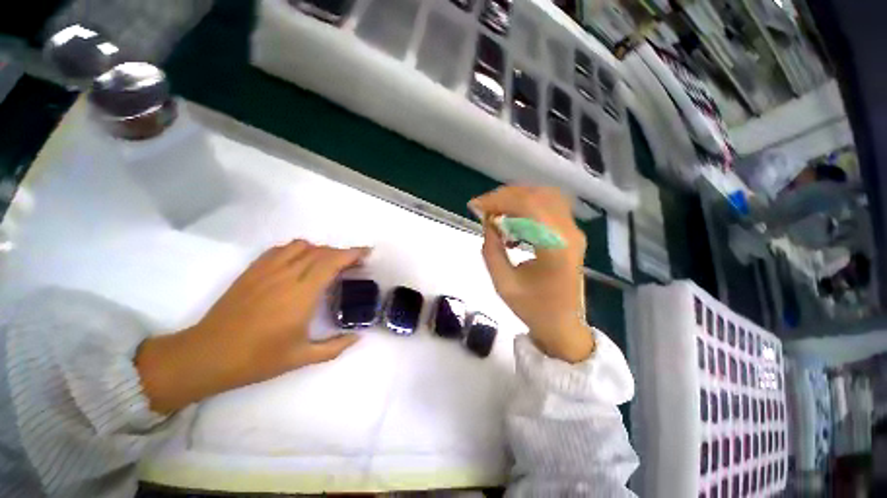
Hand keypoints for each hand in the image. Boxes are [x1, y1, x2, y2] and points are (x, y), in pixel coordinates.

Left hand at [136, 240, 369, 413]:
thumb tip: (358, 337)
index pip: (332, 262)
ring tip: (328, 262)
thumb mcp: (301, 358)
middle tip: (354, 262)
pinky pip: (280, 249)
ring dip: (320, 249)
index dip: (352, 253)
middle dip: (342, 252)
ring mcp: (267, 270)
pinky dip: (297, 250)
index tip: (367, 253)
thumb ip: (335, 347)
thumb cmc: (257, 358)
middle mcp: (286, 275)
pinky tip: (300, 262)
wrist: (206, 355)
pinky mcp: (252, 270)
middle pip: (321, 251)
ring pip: (301, 246)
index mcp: (301, 294)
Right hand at [470, 186, 593, 362]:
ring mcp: (573, 232)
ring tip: (495, 212)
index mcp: (555, 247)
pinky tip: (511, 221)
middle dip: (505, 197)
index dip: (499, 200)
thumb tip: (487, 224)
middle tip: (483, 208)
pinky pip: (547, 208)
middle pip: (537, 195)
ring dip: (516, 199)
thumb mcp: (504, 284)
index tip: (476, 206)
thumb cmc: (534, 310)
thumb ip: (491, 251)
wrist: (563, 326)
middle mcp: (569, 233)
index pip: (529, 206)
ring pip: (544, 197)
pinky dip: (526, 207)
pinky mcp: (570, 234)